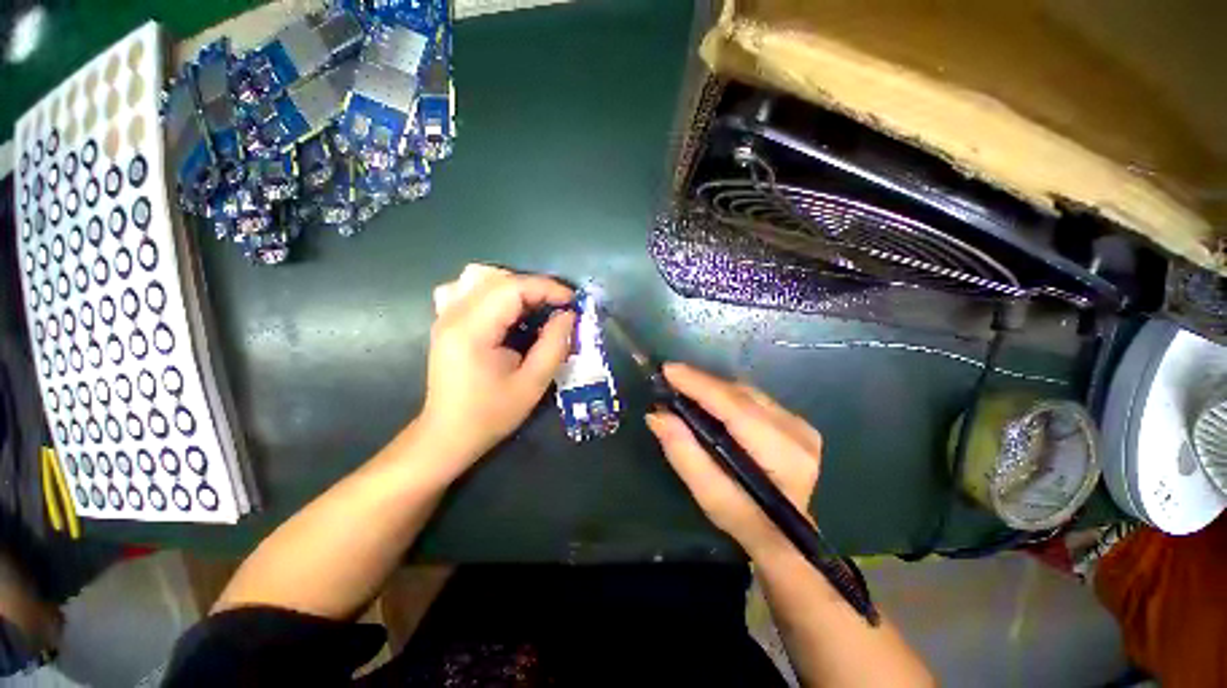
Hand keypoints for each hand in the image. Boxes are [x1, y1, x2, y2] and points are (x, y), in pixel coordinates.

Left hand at [420, 264, 575, 470]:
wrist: (448, 434)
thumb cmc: (491, 414)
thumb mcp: (533, 384)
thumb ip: (554, 345)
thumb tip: (568, 315)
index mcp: (472, 331)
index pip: (512, 288)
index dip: (547, 288)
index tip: (572, 302)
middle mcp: (453, 315)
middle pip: (497, 277)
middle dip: (535, 286)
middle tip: (557, 307)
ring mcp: (444, 315)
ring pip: (478, 276)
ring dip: (512, 284)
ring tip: (532, 305)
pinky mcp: (444, 321)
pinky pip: (464, 288)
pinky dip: (489, 289)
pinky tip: (501, 308)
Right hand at [646, 363, 821, 557]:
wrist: (785, 533)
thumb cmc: (745, 520)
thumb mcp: (709, 496)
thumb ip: (684, 453)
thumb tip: (657, 415)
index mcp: (782, 455)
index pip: (735, 407)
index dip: (700, 385)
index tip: (668, 370)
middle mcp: (796, 432)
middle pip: (740, 394)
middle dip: (701, 383)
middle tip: (668, 380)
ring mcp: (799, 424)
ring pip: (745, 392)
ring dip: (712, 388)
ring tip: (682, 388)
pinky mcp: (795, 420)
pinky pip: (752, 397)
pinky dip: (725, 395)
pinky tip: (707, 399)